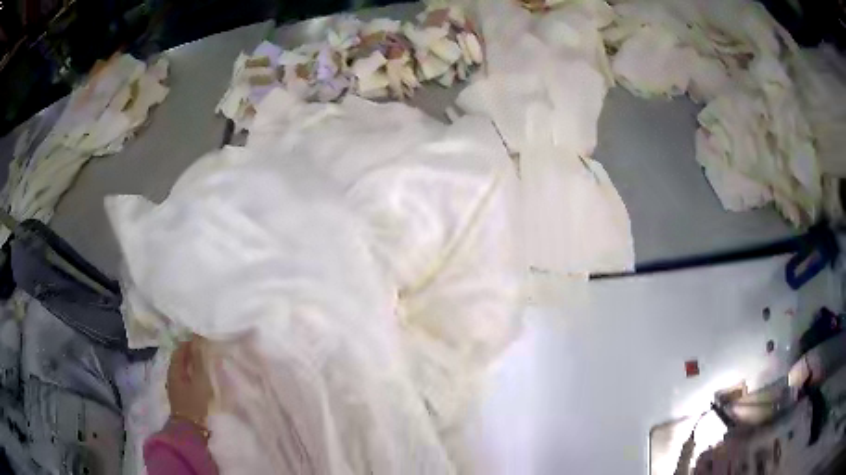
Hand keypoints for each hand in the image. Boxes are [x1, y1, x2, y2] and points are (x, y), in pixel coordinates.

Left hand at [167, 336, 213, 427]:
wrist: (189, 427)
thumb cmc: (194, 401)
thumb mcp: (199, 380)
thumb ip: (198, 360)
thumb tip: (197, 340)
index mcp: (174, 368)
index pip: (179, 349)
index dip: (189, 343)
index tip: (201, 340)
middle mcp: (171, 374)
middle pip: (179, 358)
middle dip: (190, 352)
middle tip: (204, 350)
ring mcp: (174, 385)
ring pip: (181, 368)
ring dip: (190, 363)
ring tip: (203, 363)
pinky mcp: (179, 394)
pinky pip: (183, 377)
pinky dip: (190, 373)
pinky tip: (199, 377)